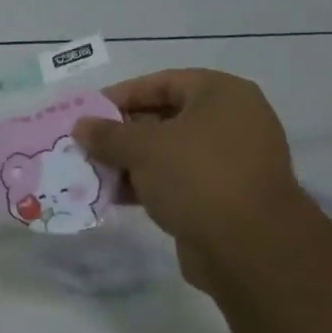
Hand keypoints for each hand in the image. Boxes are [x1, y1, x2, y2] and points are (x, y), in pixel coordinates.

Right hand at [73, 69, 310, 294]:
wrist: (251, 249)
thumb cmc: (197, 176)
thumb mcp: (143, 148)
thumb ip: (108, 134)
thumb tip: (80, 126)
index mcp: (222, 94)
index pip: (162, 82)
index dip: (122, 95)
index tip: (88, 112)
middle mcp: (232, 121)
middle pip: (166, 117)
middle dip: (123, 132)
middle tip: (87, 143)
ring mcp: (232, 161)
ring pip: (170, 152)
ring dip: (132, 161)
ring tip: (94, 170)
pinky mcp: (226, 197)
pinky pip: (180, 180)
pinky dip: (150, 184)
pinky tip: (116, 195)